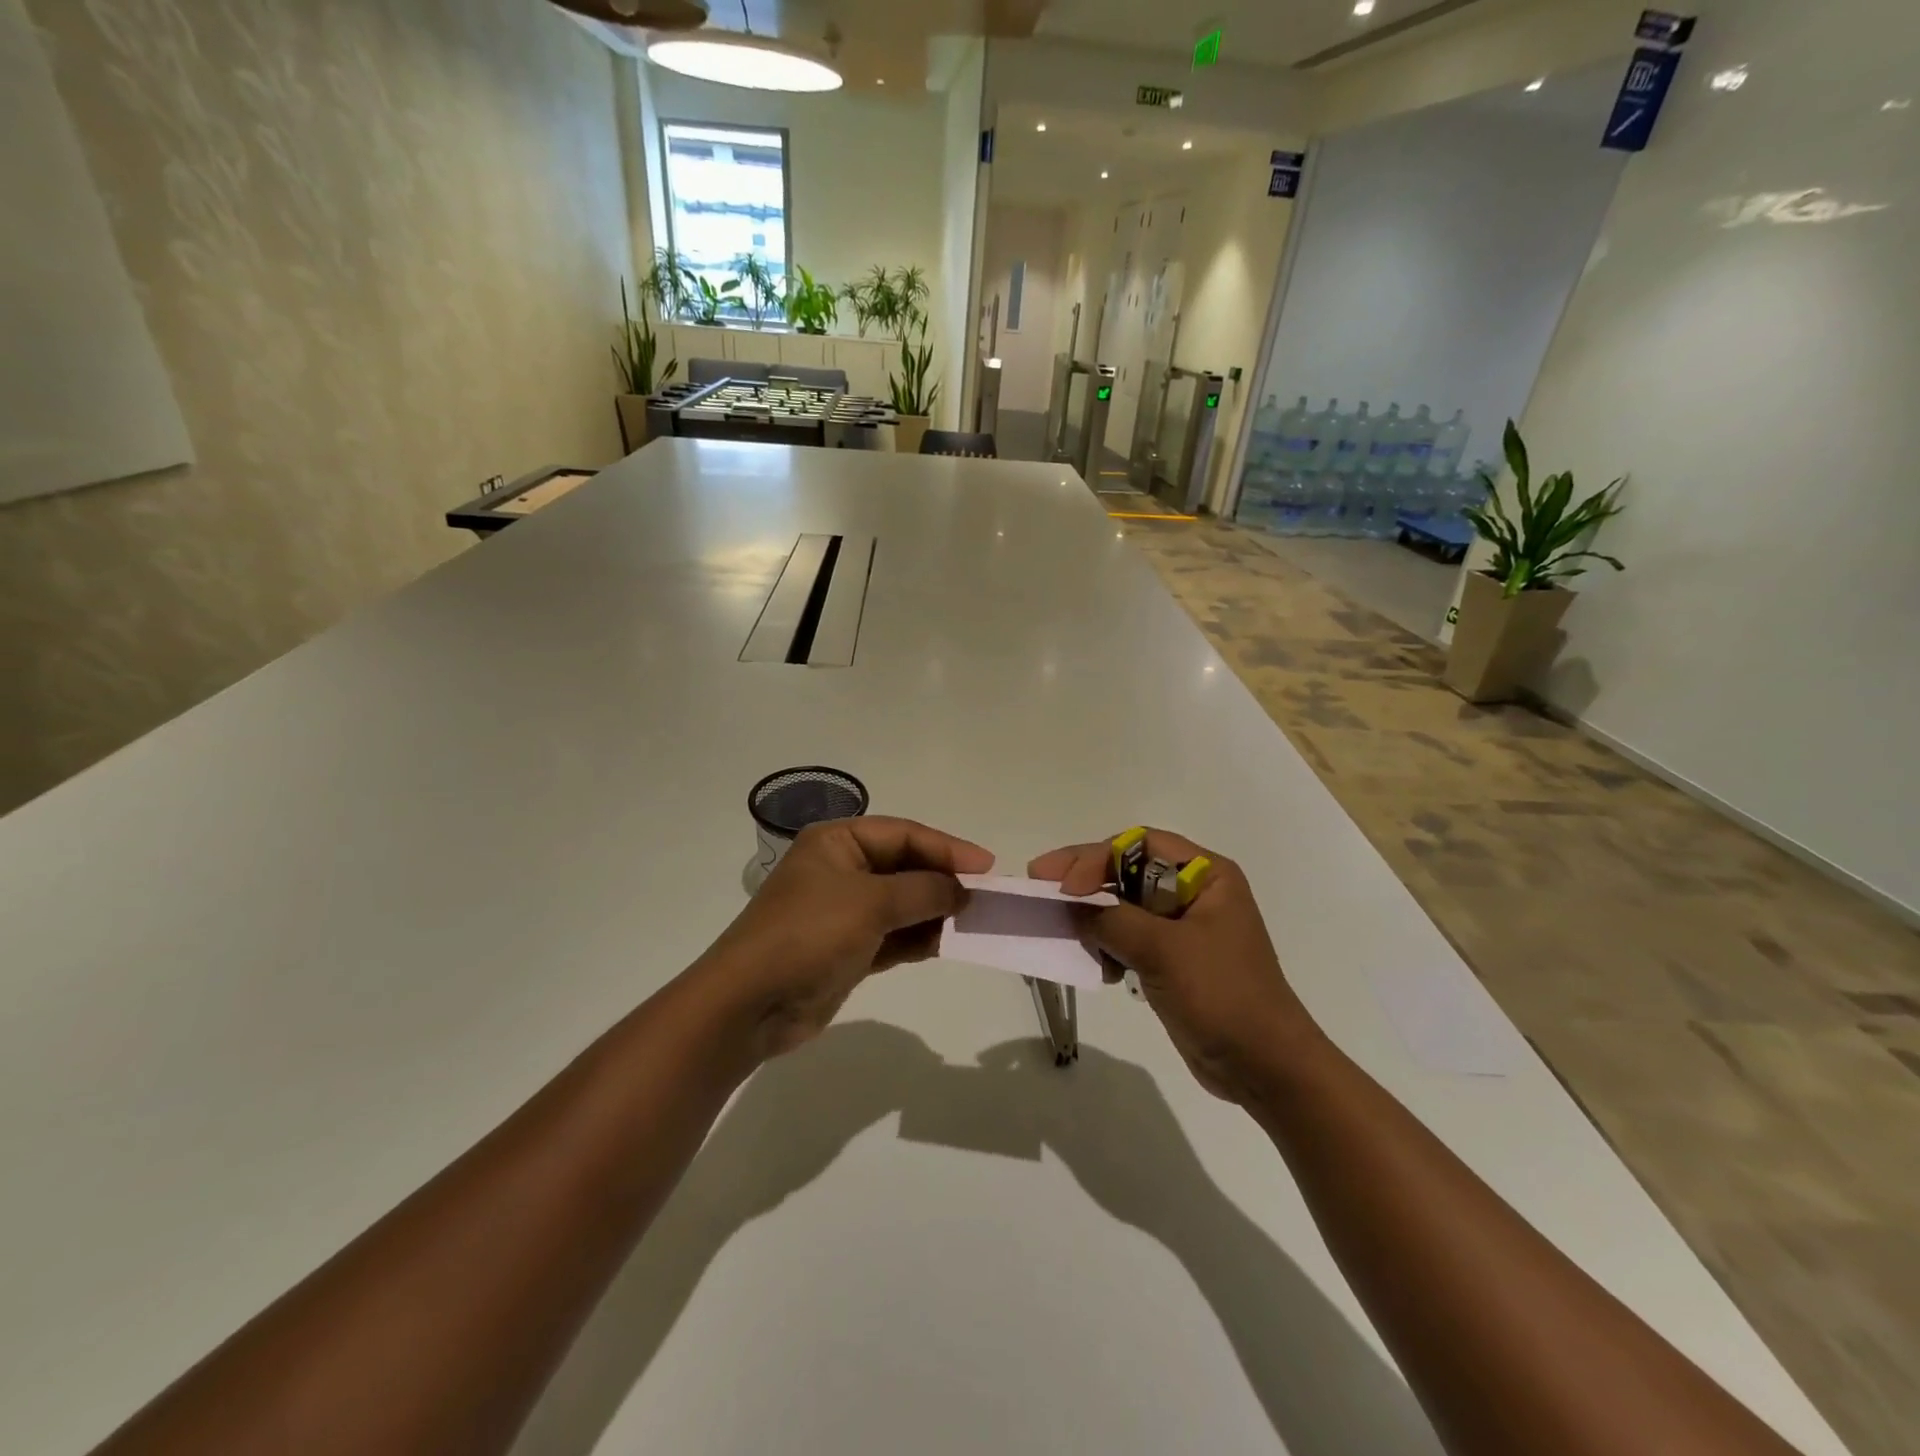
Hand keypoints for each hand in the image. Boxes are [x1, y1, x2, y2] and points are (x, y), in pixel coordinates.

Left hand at [703, 817, 993, 1056]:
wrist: (750, 1004)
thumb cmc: (808, 935)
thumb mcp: (870, 903)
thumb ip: (923, 891)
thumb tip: (963, 890)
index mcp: (837, 842)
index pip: (904, 834)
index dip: (947, 848)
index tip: (987, 867)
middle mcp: (841, 870)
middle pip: (905, 866)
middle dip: (943, 880)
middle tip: (985, 896)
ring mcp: (844, 911)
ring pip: (902, 903)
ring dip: (935, 911)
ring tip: (973, 922)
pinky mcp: (848, 949)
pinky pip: (894, 935)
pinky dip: (919, 939)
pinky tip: (947, 944)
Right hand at [1028, 830, 1319, 1102]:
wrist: (1265, 1067)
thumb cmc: (1222, 995)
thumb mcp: (1164, 951)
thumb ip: (1112, 921)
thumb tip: (1071, 908)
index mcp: (1206, 875)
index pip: (1139, 846)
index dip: (1096, 858)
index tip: (1063, 885)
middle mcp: (1194, 892)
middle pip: (1128, 871)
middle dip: (1086, 881)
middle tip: (1040, 884)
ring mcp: (1183, 928)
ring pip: (1124, 905)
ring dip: (1095, 918)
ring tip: (1070, 936)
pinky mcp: (1173, 959)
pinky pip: (1129, 937)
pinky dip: (1108, 946)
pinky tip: (1103, 970)